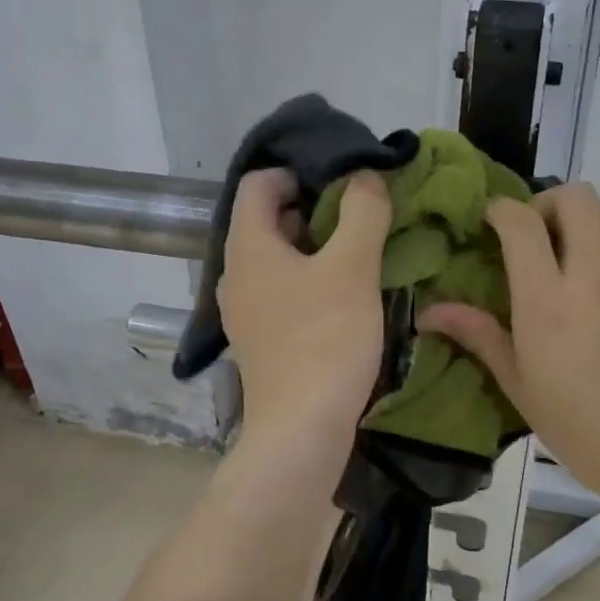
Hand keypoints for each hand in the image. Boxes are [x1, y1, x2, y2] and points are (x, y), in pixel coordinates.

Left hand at [219, 167, 392, 446]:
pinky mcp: (259, 338)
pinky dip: (307, 278)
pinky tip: (342, 292)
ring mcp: (243, 309)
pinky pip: (279, 289)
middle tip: (357, 212)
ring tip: (357, 249)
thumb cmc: (325, 340)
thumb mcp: (352, 268)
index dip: (297, 171)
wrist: (301, 430)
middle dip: (311, 206)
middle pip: (266, 218)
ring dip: (313, 244)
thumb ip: (362, 212)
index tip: (340, 180)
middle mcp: (235, 273)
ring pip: (275, 256)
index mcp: (248, 246)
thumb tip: (364, 177)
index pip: (258, 183)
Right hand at [418, 184, 599, 514]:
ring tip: (567, 253)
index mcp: (548, 302)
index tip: (489, 221)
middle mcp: (594, 278)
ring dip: (583, 218)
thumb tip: (428, 312)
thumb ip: (478, 334)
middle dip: (547, 202)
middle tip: (533, 235)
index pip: (522, 222)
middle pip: (577, 197)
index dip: (500, 209)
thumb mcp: (517, 383)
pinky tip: (598, 292)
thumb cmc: (578, 426)